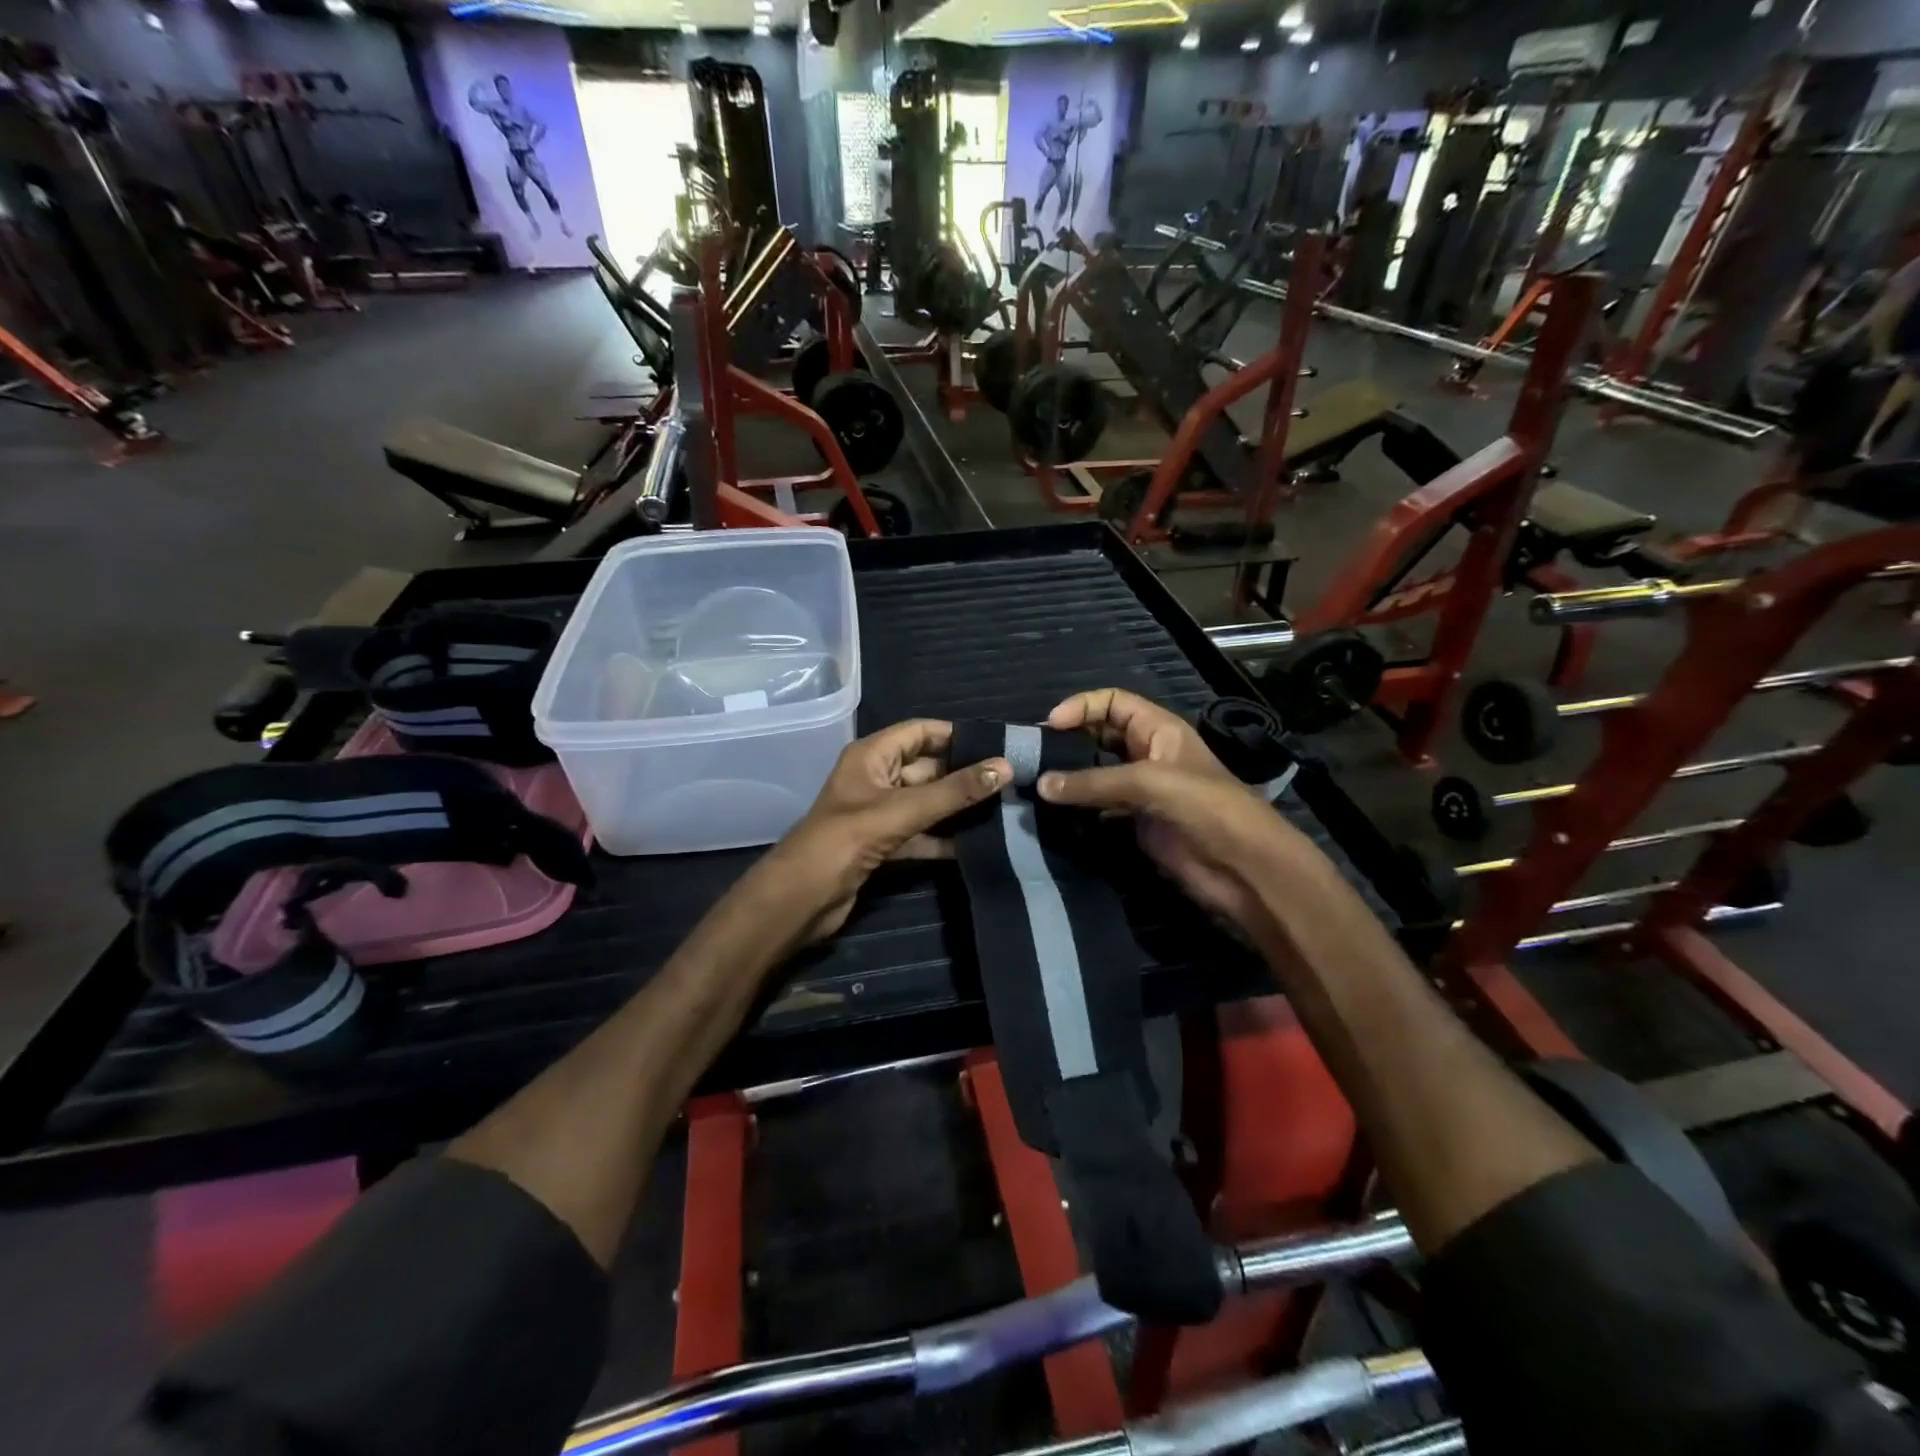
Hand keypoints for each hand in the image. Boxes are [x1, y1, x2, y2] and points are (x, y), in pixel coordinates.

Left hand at [753, 720, 1009, 944]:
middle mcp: (876, 778)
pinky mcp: (883, 845)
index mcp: (871, 756)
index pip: (920, 731)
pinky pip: (921, 833)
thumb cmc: (845, 840)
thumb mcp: (902, 810)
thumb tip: (1005, 767)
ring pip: (927, 803)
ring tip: (1004, 810)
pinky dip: (945, 838)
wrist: (801, 899)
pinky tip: (979, 844)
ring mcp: (879, 813)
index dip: (956, 735)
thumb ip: (954, 792)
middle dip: (965, 775)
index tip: (998, 745)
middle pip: (928, 768)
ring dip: (959, 808)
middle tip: (1012, 782)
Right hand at [1038, 688, 1303, 929]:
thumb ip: (1093, 782)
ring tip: (1035, 783)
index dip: (1082, 706)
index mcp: (1159, 730)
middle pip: (1100, 735)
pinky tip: (1054, 812)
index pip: (1113, 702)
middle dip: (1069, 740)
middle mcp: (1148, 754)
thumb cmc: (1205, 808)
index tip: (1049, 725)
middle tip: (1033, 756)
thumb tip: (1040, 785)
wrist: (1243, 867)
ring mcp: (1142, 790)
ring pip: (1096, 772)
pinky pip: (1099, 806)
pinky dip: (1078, 807)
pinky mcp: (1136, 821)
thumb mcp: (1149, 782)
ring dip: (1070, 776)